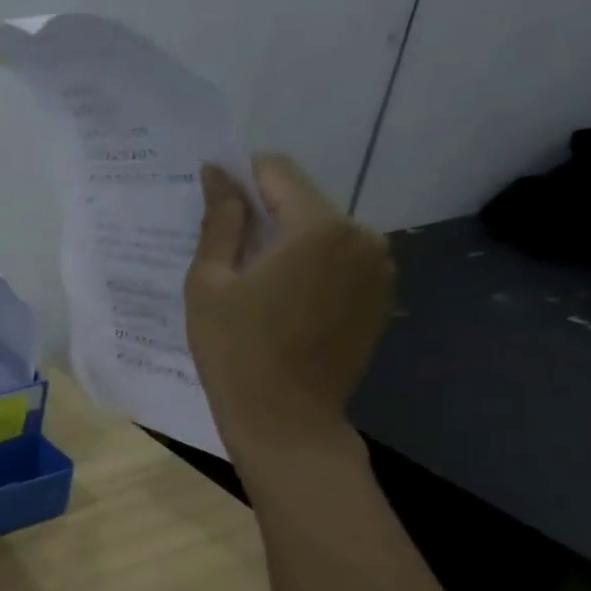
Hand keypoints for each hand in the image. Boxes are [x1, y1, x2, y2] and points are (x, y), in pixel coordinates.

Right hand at [185, 155, 393, 460]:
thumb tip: (218, 174)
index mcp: (319, 227)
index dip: (241, 177)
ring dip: (289, 244)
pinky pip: (340, 263)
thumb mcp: (209, 283)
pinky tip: (282, 304)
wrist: (284, 418)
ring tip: (252, 283)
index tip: (213, 200)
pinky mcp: (381, 297)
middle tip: (226, 252)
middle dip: (265, 216)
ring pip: (323, 233)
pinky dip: (311, 269)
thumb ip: (219, 222)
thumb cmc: (234, 350)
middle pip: (304, 202)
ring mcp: (380, 268)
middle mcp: (363, 236)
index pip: (278, 172)